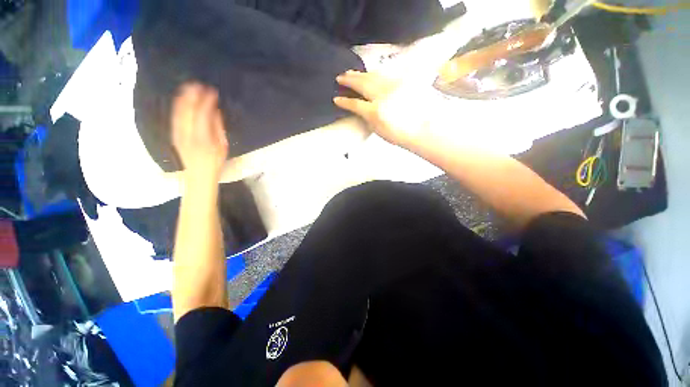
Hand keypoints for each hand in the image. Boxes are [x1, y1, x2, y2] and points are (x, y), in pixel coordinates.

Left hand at [172, 83, 228, 181]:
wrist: (198, 175)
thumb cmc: (215, 162)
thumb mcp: (222, 146)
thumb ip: (218, 127)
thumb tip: (215, 110)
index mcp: (203, 137)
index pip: (203, 114)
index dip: (207, 101)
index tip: (212, 91)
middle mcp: (187, 133)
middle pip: (187, 110)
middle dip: (193, 95)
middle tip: (199, 84)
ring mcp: (178, 133)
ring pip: (179, 111)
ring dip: (184, 97)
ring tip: (190, 86)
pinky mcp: (174, 133)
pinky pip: (175, 116)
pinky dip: (179, 105)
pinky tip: (182, 98)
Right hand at [334, 70, 430, 149]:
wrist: (422, 129)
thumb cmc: (399, 135)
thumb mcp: (379, 130)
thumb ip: (367, 118)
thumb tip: (361, 109)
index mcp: (375, 111)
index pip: (355, 104)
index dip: (345, 102)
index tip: (336, 99)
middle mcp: (382, 95)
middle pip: (362, 84)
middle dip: (350, 80)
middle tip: (340, 76)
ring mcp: (393, 86)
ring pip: (372, 76)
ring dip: (360, 74)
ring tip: (350, 72)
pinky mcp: (402, 82)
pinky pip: (383, 76)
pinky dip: (373, 75)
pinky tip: (369, 74)